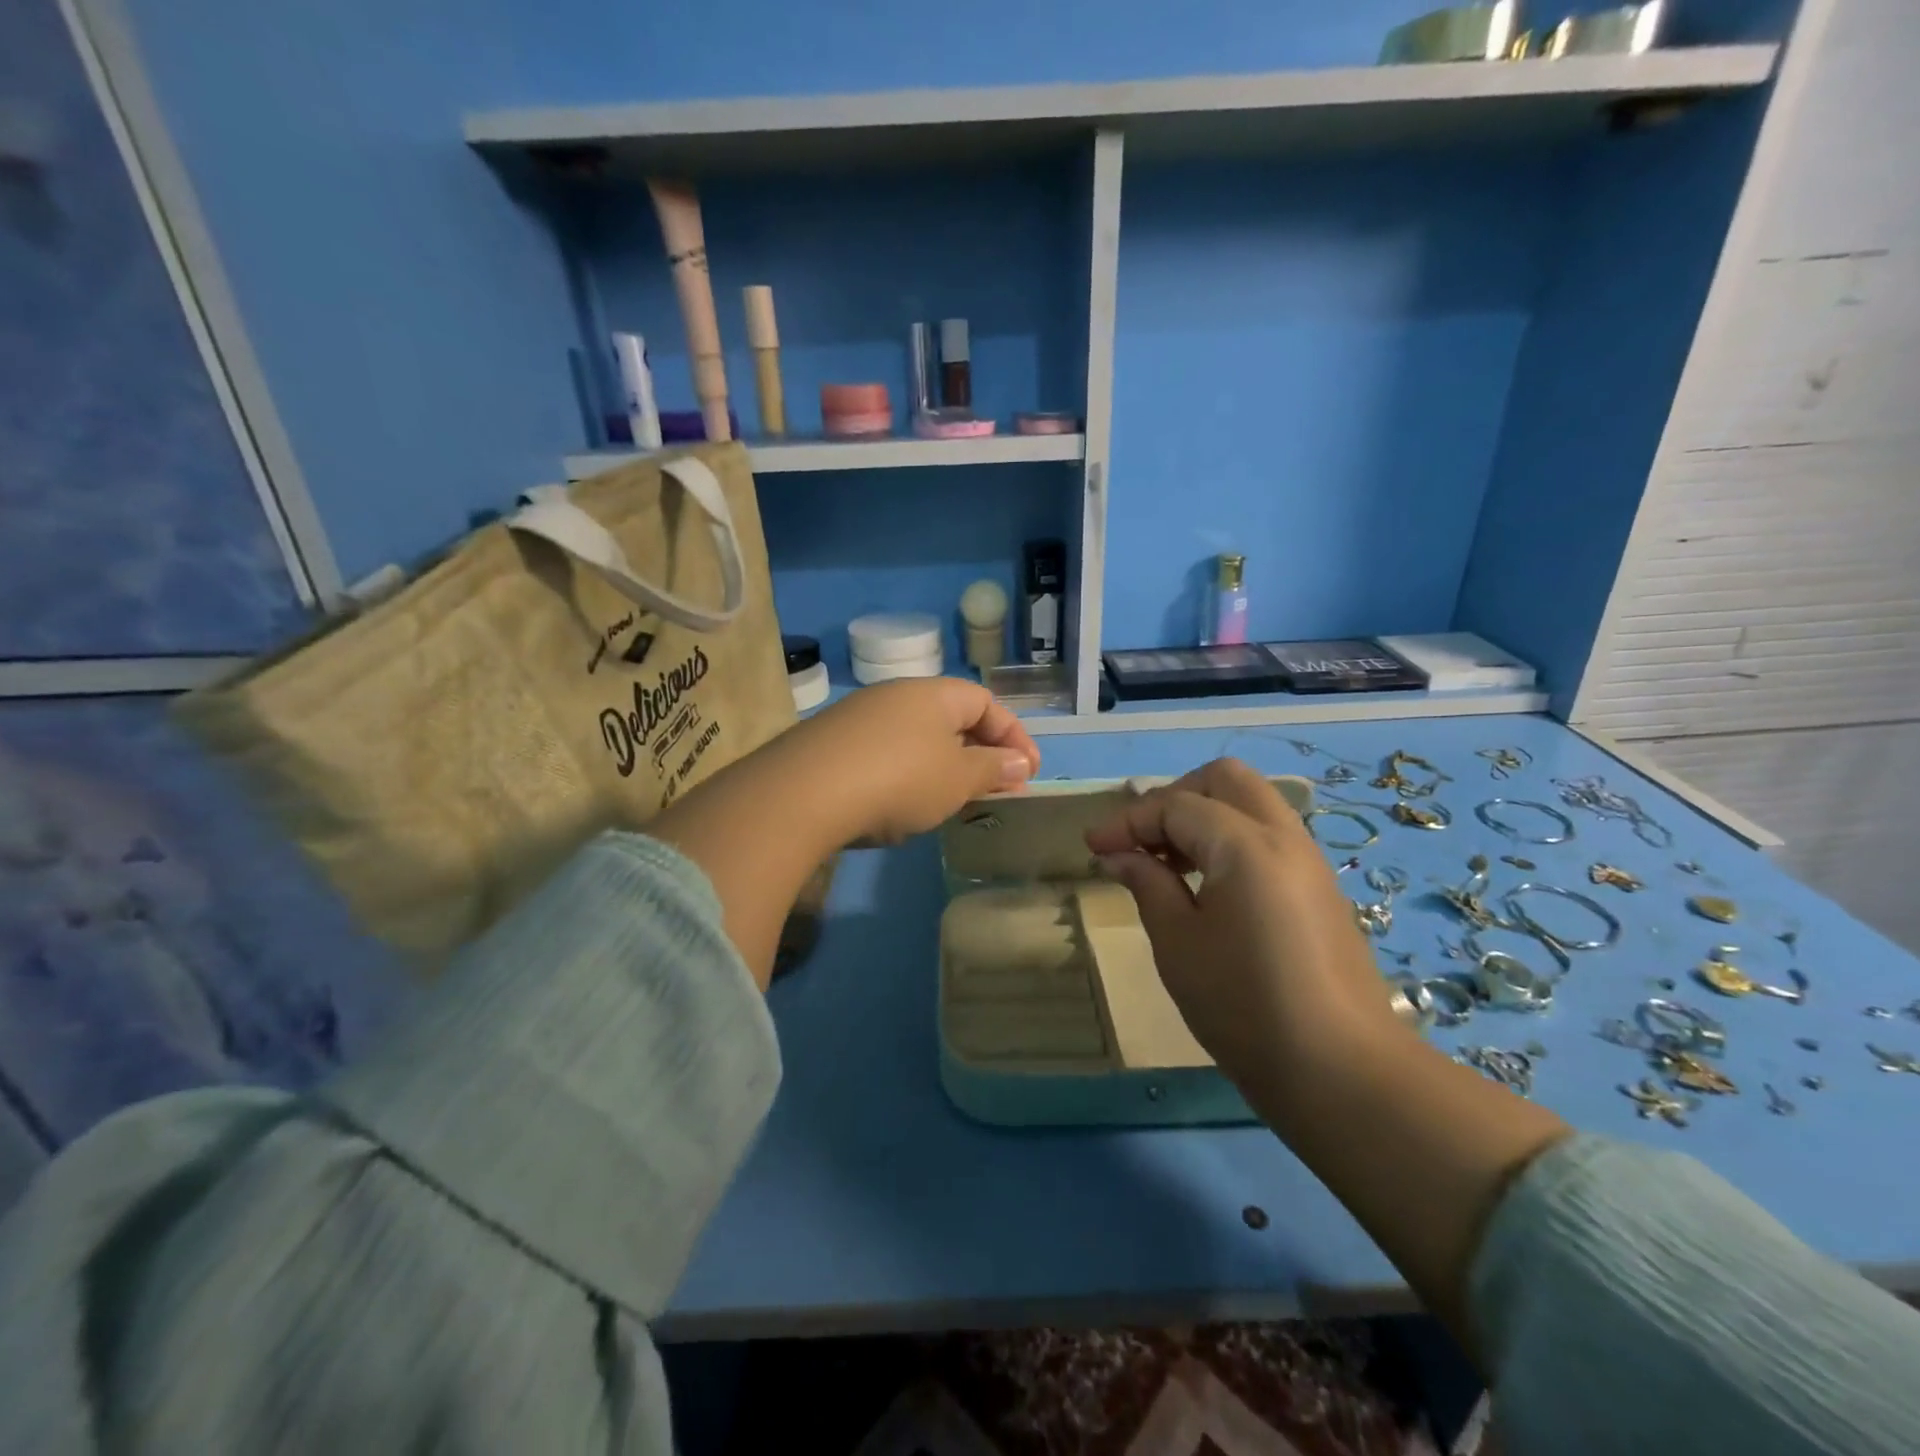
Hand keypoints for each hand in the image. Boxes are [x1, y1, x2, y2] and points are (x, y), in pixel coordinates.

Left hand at [786, 678, 1040, 845]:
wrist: (803, 794)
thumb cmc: (900, 779)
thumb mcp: (958, 779)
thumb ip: (993, 769)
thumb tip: (1019, 763)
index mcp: (933, 694)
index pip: (986, 702)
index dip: (1013, 736)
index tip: (1027, 773)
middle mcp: (895, 695)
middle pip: (950, 719)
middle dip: (978, 754)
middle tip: (992, 791)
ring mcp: (858, 718)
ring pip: (916, 739)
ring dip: (941, 768)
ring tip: (948, 803)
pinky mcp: (830, 744)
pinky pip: (883, 754)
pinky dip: (904, 776)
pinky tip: (898, 806)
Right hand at [1084, 757, 1397, 1100]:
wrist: (1341, 1073)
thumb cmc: (1244, 1007)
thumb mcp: (1178, 943)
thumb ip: (1148, 884)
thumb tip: (1119, 855)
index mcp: (1246, 845)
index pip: (1176, 805)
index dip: (1127, 821)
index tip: (1092, 847)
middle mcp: (1284, 836)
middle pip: (1224, 780)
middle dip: (1174, 797)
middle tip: (1142, 840)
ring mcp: (1309, 861)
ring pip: (1251, 803)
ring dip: (1204, 815)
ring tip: (1168, 862)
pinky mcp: (1320, 889)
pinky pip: (1268, 835)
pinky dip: (1230, 838)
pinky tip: (1206, 884)